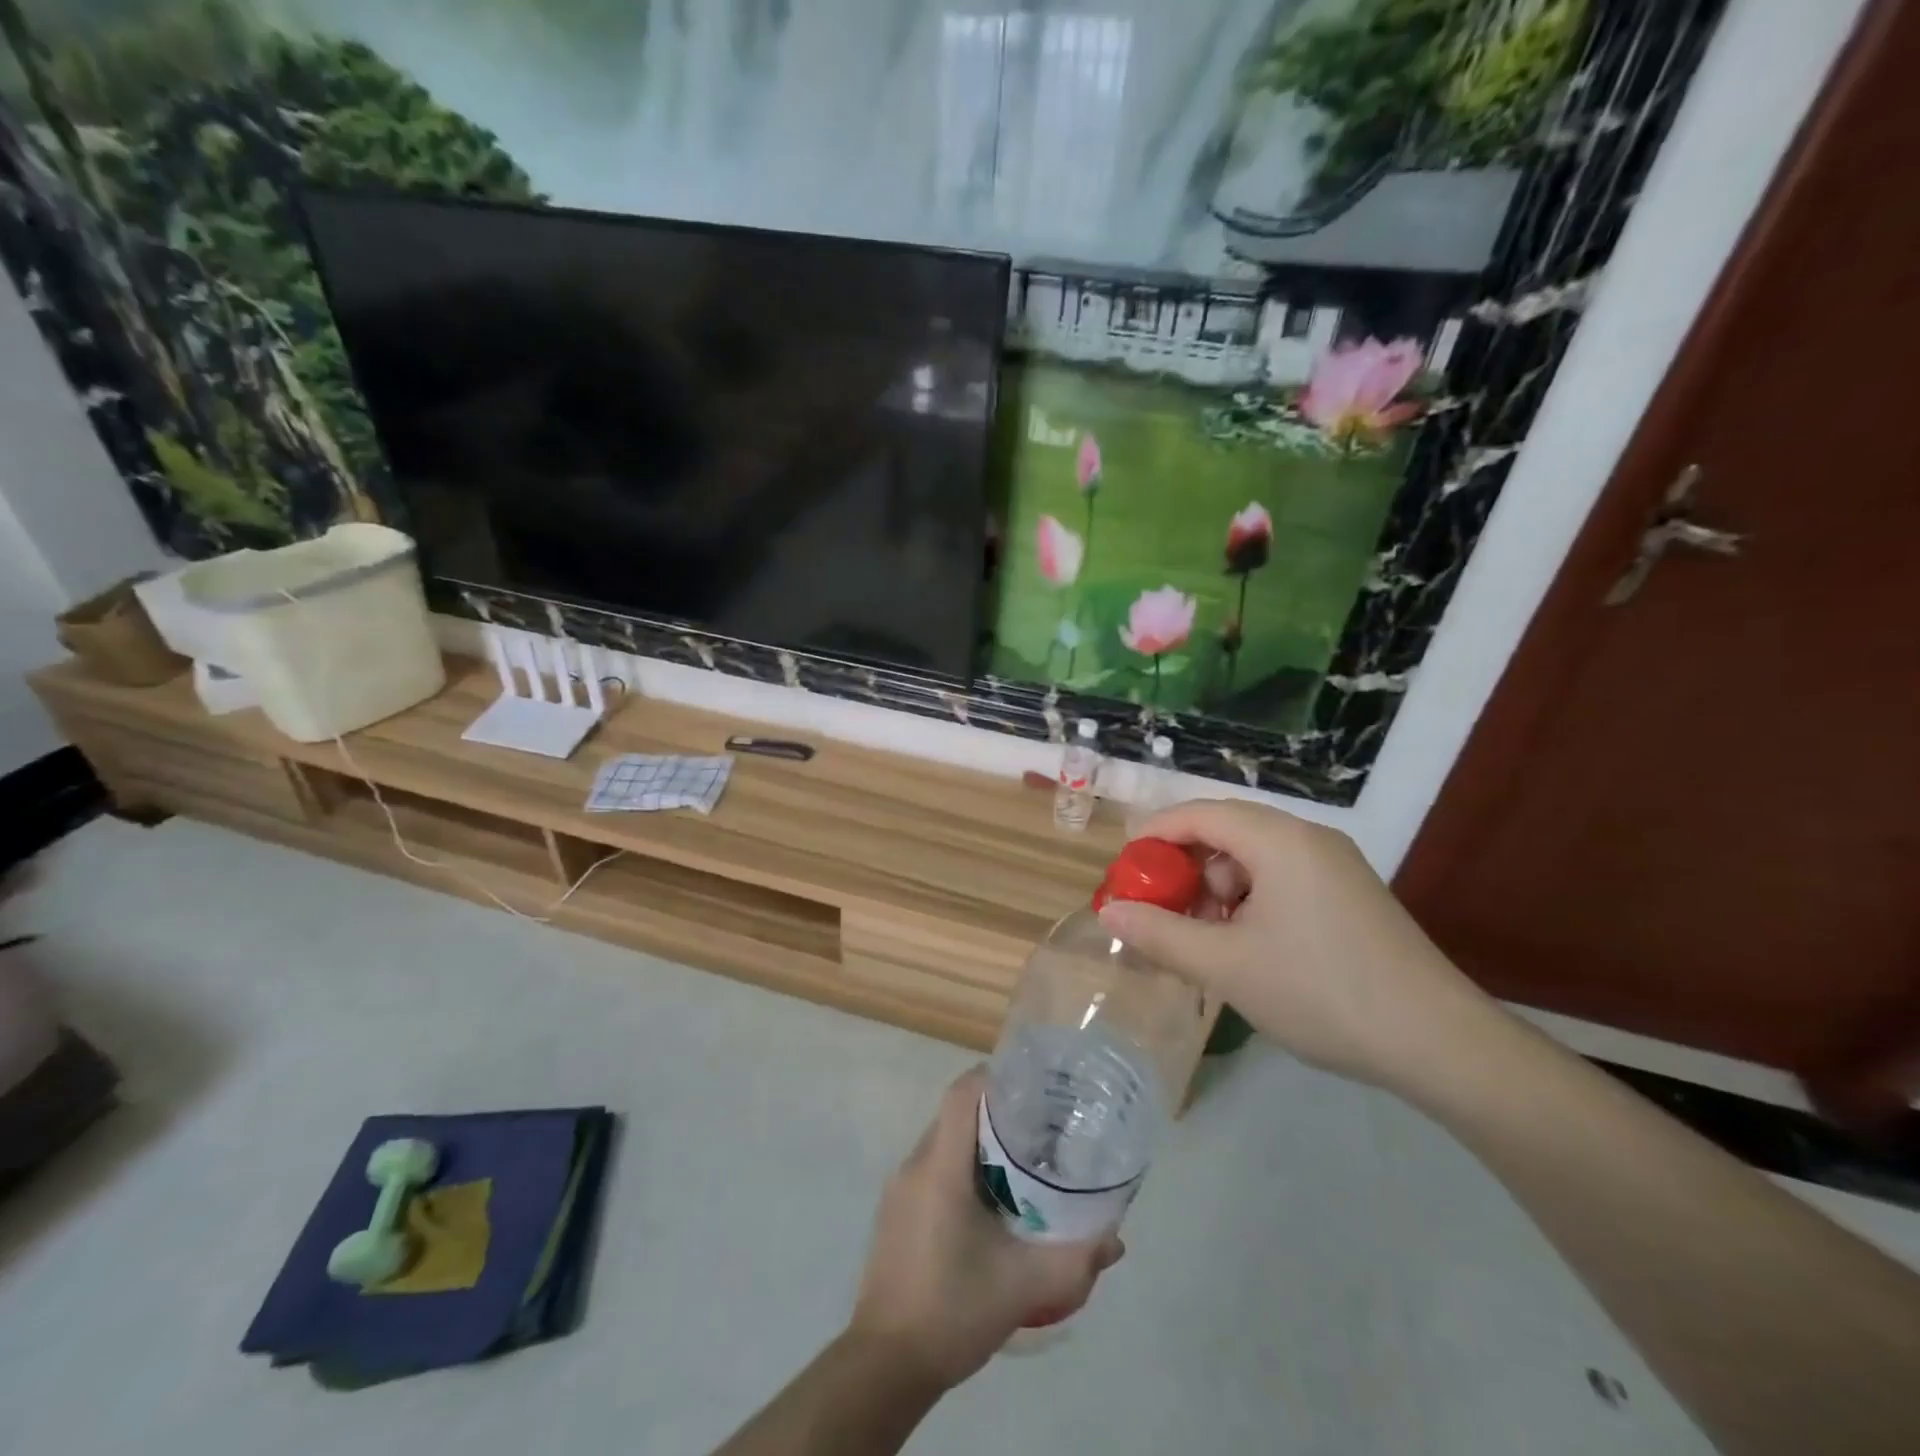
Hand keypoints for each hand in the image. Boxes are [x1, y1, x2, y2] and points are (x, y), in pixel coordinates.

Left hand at [849, 1067, 1123, 1388]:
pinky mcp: (896, 1213)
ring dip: (980, 1143)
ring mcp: (901, 1189)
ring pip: (945, 1142)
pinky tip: (991, 1203)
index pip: (963, 1092)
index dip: (995, 1077)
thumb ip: (1075, 1260)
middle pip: (957, 1114)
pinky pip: (933, 1168)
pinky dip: (963, 1168)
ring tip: (1023, 1162)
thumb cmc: (953, 1309)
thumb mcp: (1024, 1286)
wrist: (886, 1364)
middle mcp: (916, 1164)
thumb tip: (1115, 1239)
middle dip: (998, 1112)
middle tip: (1041, 1127)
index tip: (1033, 1085)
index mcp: (941, 1166)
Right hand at [1098, 800, 1492, 1090]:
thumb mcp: (1225, 966)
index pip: (1198, 813)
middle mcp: (1309, 838)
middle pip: (1226, 831)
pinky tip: (1248, 946)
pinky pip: (1283, 879)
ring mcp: (1336, 865)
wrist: (1438, 1043)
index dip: (1153, 836)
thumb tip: (1109, 911)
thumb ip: (1159, 934)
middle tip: (1162, 911)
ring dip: (1218, 888)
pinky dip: (1251, 901)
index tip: (1124, 871)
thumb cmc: (1320, 992)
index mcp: (1279, 840)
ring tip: (1206, 938)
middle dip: (1185, 867)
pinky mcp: (1351, 894)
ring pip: (1255, 857)